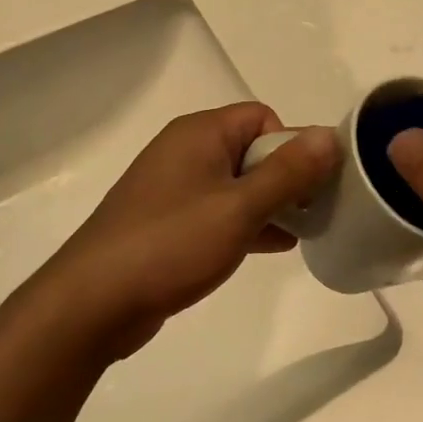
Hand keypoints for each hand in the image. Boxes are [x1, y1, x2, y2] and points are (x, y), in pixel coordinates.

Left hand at [34, 104, 338, 361]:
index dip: (290, 146)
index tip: (305, 187)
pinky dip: (246, 222)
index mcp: (200, 133)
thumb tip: (330, 135)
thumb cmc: (171, 244)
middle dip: (286, 178)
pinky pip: (219, 210)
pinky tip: (273, 247)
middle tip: (310, 214)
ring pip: (238, 183)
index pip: (263, 118)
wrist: (92, 303)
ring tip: (300, 234)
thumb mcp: (240, 208)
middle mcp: (186, 151)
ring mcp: (174, 188)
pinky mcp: (168, 221)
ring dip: (269, 203)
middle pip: (252, 149)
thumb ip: (289, 172)